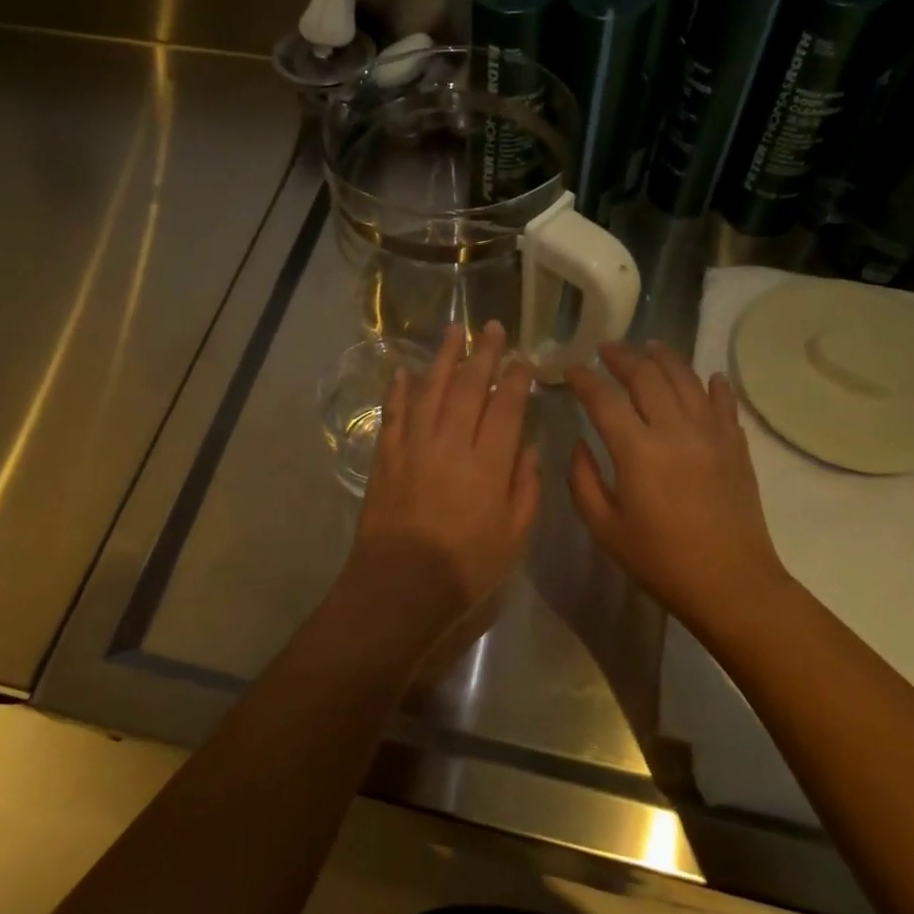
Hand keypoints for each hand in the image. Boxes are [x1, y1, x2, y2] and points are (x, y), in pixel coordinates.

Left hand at [342, 321, 540, 636]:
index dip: (516, 379)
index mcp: (488, 464)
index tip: (523, 359)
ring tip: (454, 331)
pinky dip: (399, 390)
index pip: (506, 407)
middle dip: (484, 354)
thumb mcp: (514, 537)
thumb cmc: (465, 568)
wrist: (399, 586)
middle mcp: (450, 443)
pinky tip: (404, 371)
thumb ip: (525, 488)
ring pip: (430, 390)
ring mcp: (413, 446)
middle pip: (469, 387)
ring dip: (443, 358)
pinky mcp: (386, 456)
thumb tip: (527, 447)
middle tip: (492, 327)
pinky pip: (393, 413)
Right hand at [564, 341, 787, 622]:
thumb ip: (583, 480)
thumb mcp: (605, 528)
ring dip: (664, 358)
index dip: (583, 379)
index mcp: (637, 451)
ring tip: (649, 347)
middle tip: (606, 348)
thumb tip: (579, 444)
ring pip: (686, 379)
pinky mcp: (736, 445)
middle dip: (622, 356)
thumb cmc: (661, 561)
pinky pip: (724, 403)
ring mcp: (711, 434)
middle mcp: (675, 430)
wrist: (731, 584)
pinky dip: (713, 385)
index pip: (604, 398)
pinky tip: (708, 377)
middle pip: (647, 376)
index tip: (570, 370)